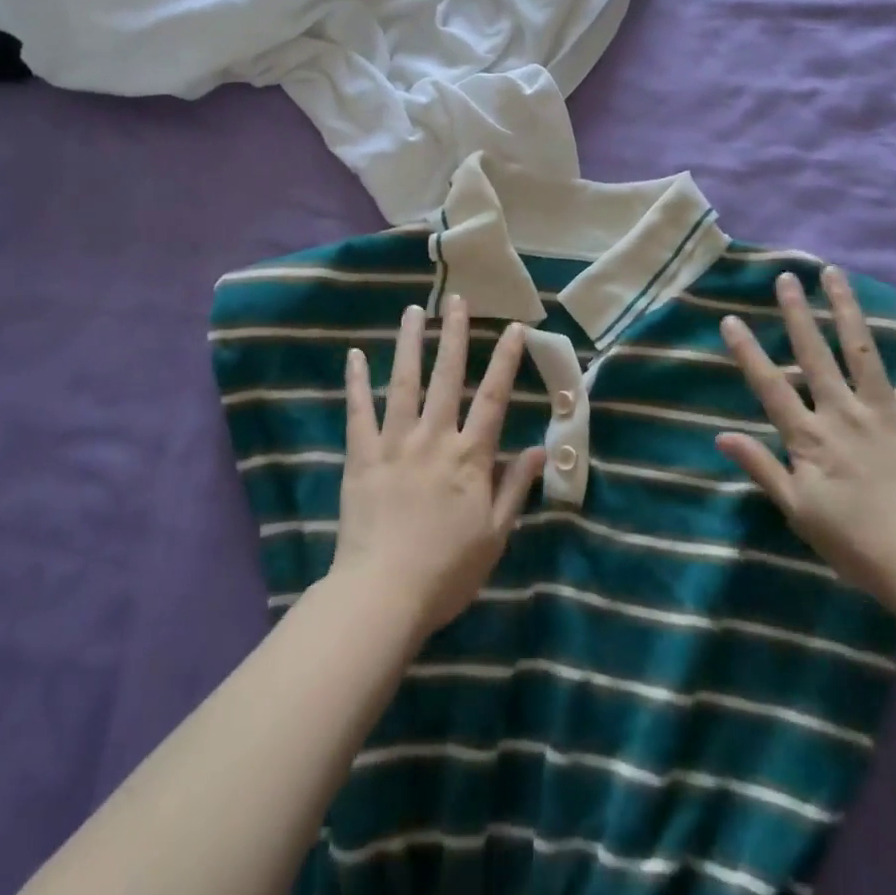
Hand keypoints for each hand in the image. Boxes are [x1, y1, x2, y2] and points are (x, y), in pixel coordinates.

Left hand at [331, 297, 547, 642]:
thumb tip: (540, 447)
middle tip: (457, 300)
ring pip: (404, 382)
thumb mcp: (495, 534)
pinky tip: (354, 355)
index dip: (505, 361)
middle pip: (447, 377)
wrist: (384, 594)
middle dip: (455, 335)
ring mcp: (394, 443)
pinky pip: (358, 412)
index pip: (493, 398)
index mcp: (469, 457)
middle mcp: (434, 438)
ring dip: (410, 343)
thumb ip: (515, 486)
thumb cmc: (447, 571)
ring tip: (413, 311)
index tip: (514, 328)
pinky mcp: (361, 456)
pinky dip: (356, 382)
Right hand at [717, 267, 895, 609]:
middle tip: (786, 278)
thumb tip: (721, 435)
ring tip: (833, 274)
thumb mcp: (800, 512)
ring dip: (845, 308)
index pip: (770, 386)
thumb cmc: (860, 545)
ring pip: (861, 349)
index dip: (747, 352)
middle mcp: (843, 412)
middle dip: (796, 314)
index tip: (730, 320)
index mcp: (810, 438)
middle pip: (814, 354)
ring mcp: (886, 410)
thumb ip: (762, 468)